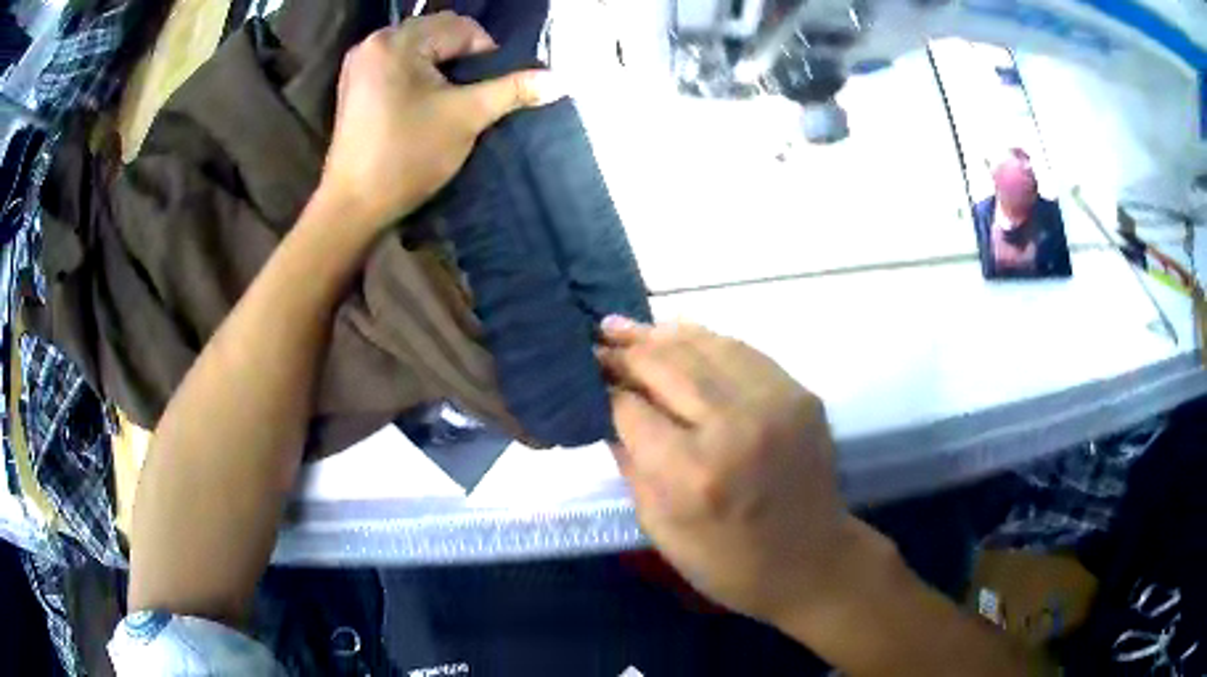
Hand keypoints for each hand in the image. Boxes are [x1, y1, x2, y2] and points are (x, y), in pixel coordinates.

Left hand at [319, 12, 561, 228]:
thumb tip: (560, 81)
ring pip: (419, 49)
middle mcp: (374, 42)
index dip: (486, 55)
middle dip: (463, 60)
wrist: (353, 206)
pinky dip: (419, 75)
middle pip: (438, 33)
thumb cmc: (406, 157)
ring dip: (442, 67)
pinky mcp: (354, 84)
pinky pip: (399, 63)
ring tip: (450, 100)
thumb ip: (513, 91)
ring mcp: (360, 63)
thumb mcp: (467, 117)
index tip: (488, 91)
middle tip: (472, 95)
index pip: (462, 28)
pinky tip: (423, 103)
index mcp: (398, 41)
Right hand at [598, 318, 862, 626]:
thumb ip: (630, 463)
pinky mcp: (800, 393)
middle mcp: (734, 425)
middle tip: (598, 339)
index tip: (584, 376)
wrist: (813, 562)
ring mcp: (774, 402)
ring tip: (626, 327)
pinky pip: (741, 350)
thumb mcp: (660, 528)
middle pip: (665, 366)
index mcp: (692, 473)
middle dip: (625, 352)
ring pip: (704, 346)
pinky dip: (703, 340)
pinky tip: (678, 335)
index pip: (631, 408)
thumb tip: (609, 410)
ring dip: (660, 335)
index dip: (602, 388)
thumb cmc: (728, 563)